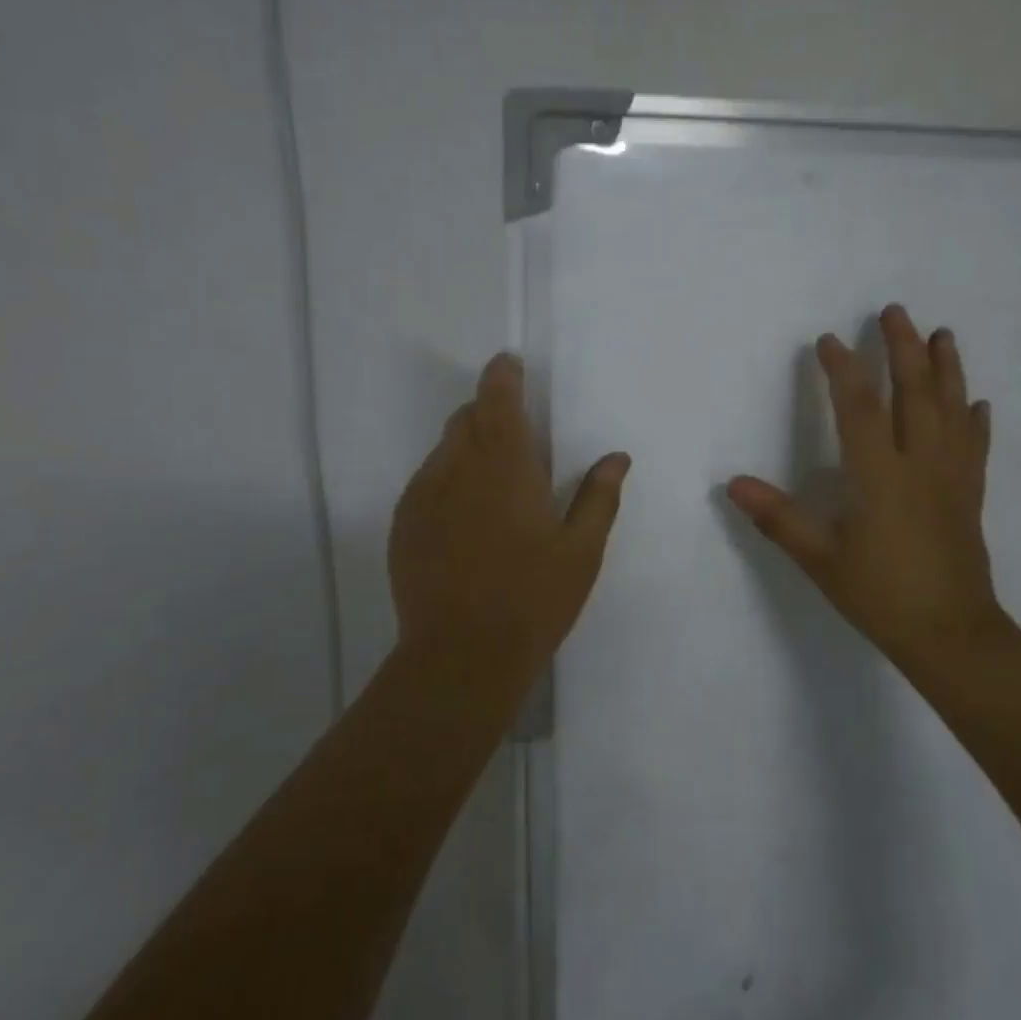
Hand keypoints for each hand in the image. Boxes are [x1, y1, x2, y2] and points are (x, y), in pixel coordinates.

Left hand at [388, 353, 629, 687]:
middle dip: (488, 412)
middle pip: (466, 418)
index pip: (497, 399)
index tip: (509, 364)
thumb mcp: (581, 551)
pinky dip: (447, 480)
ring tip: (492, 482)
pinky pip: (426, 482)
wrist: (462, 655)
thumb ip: (599, 497)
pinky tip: (465, 516)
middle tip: (514, 435)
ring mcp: (423, 496)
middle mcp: (457, 468)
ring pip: (443, 450)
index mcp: (506, 466)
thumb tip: (616, 457)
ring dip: (467, 447)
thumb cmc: (533, 599)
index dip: (502, 375)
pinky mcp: (403, 524)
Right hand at [727, 306, 1005, 678]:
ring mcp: (951, 477)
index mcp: (880, 474)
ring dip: (946, 368)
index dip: (844, 369)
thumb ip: (777, 517)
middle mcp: (920, 464)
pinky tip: (977, 403)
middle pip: (915, 393)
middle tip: (895, 311)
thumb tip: (733, 484)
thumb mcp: (819, 558)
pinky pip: (975, 446)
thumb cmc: (880, 594)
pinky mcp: (969, 495)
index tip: (829, 340)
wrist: (950, 634)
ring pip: (953, 409)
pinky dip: (974, 419)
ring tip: (942, 335)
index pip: (860, 407)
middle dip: (903, 348)